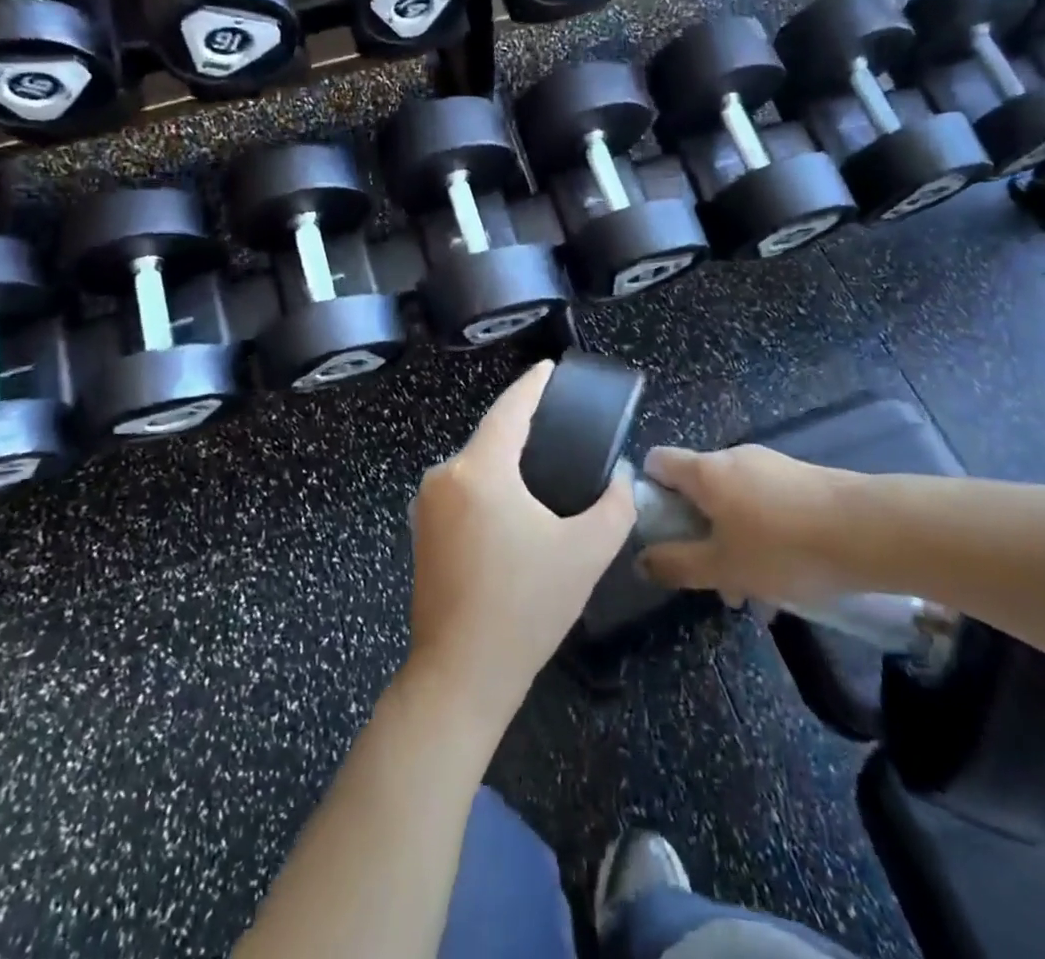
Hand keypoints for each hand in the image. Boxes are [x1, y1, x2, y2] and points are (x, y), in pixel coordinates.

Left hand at [407, 362, 635, 729]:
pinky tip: (515, 505)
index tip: (548, 368)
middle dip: (523, 427)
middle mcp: (445, 476)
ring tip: (545, 466)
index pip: (509, 409)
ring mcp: (426, 505)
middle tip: (561, 426)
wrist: (461, 675)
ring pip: (476, 465)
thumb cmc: (525, 606)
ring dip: (506, 461)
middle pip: (491, 437)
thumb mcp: (586, 553)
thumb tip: (623, 478)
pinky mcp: (421, 532)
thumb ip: (615, 505)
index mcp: (479, 469)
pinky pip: (463, 490)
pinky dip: (490, 486)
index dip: (532, 385)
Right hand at [637, 445, 859, 609]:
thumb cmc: (783, 548)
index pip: (658, 462)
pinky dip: (764, 537)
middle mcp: (733, 459)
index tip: (658, 532)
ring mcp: (770, 466)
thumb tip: (641, 559)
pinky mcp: (801, 480)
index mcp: (705, 472)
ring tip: (757, 594)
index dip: (649, 493)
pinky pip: (765, 506)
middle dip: (699, 534)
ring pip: (734, 503)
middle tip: (713, 579)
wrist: (869, 531)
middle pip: (698, 489)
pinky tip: (787, 580)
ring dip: (734, 543)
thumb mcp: (724, 567)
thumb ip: (678, 564)